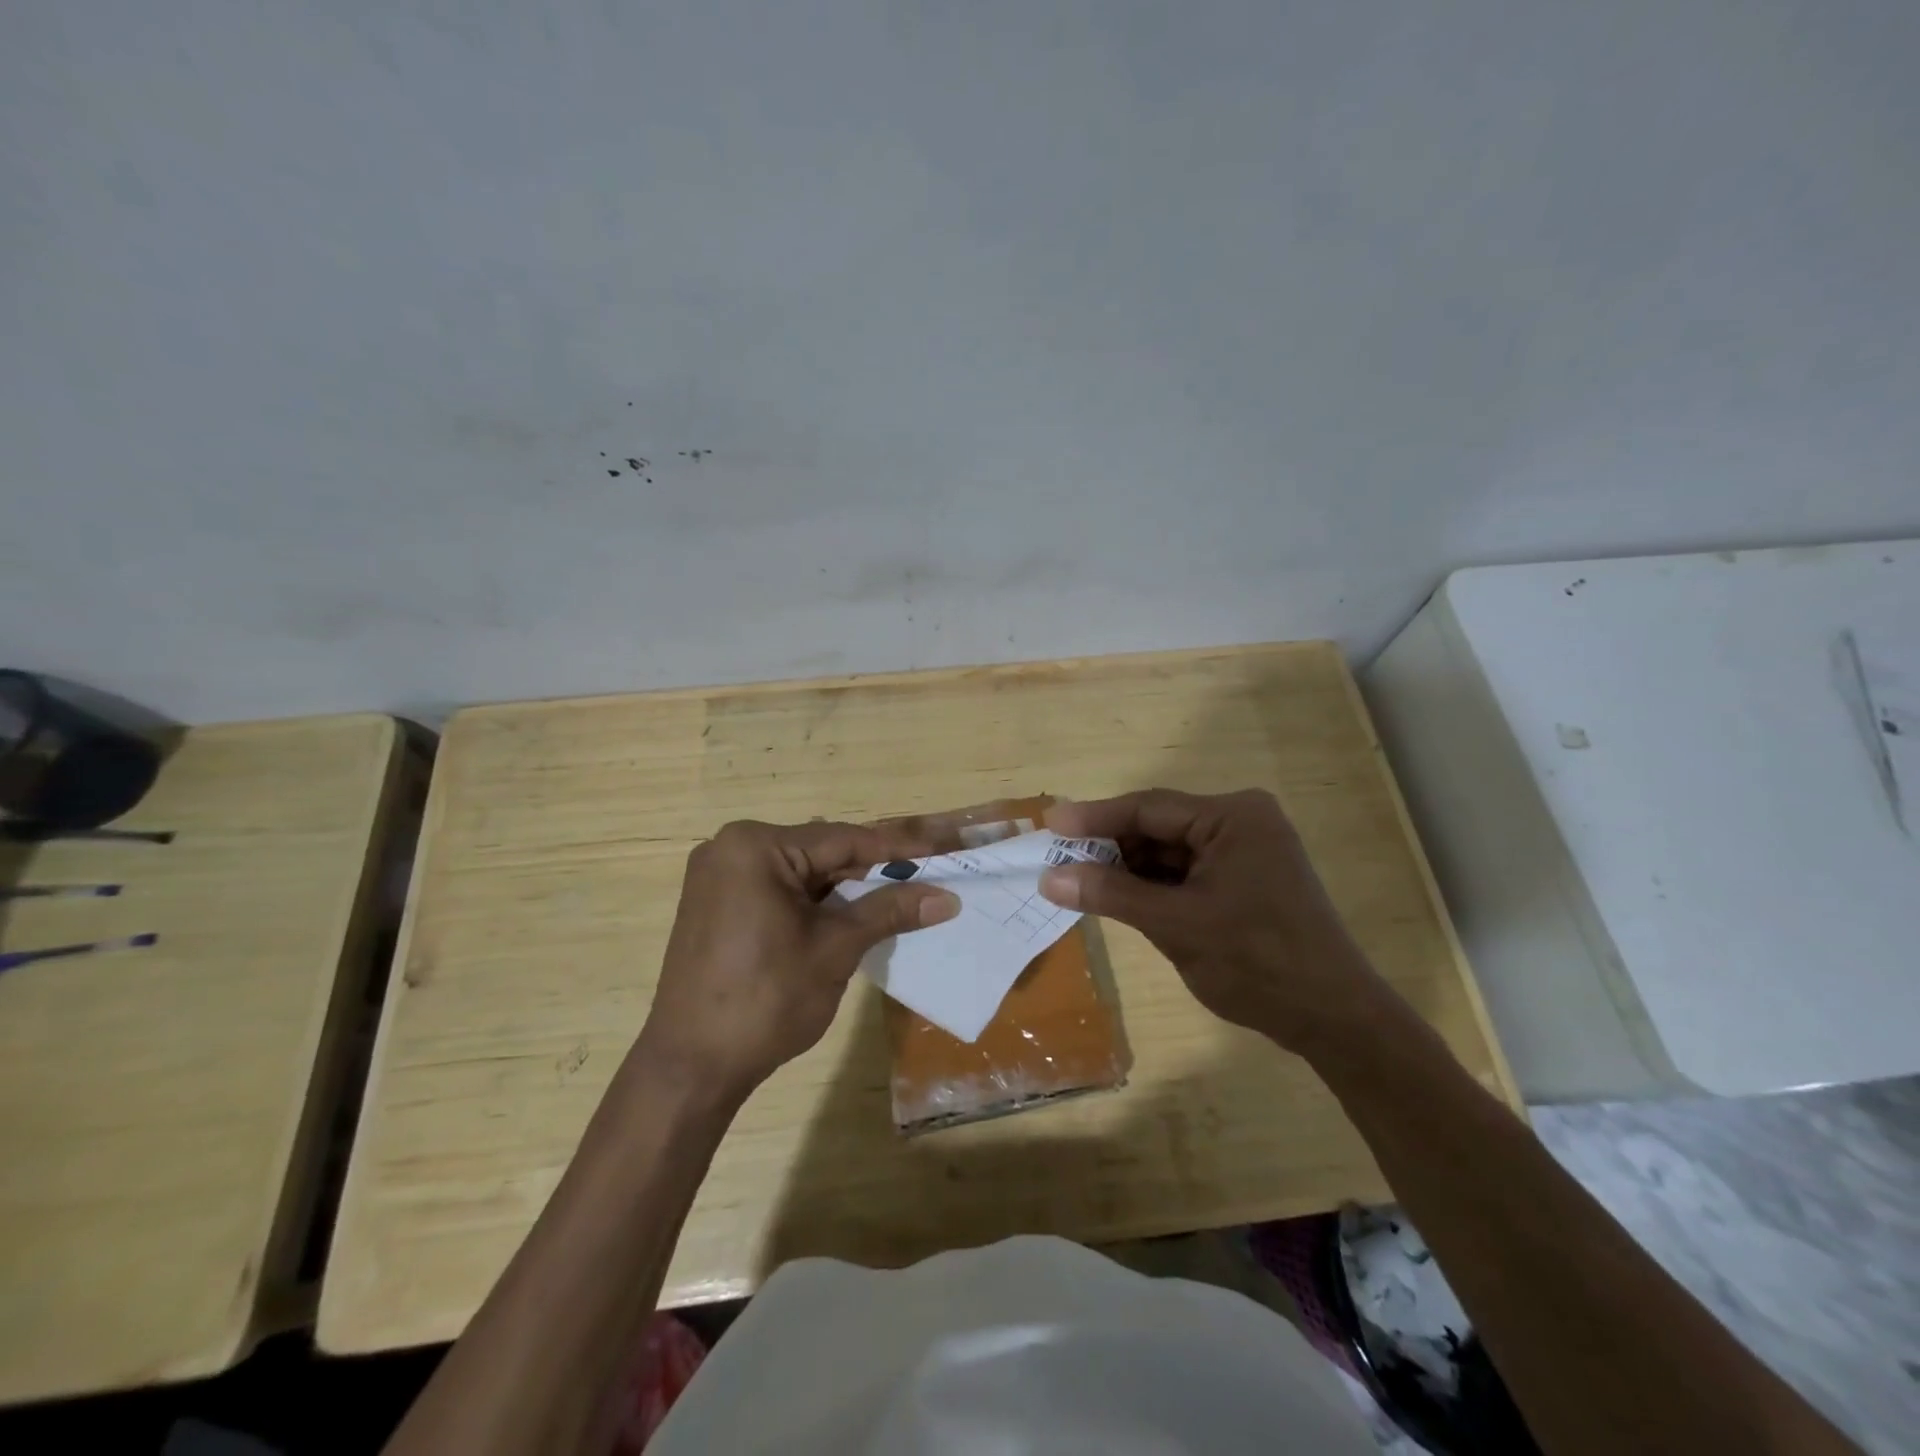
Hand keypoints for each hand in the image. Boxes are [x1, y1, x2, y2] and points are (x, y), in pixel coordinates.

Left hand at [636, 820, 958, 1100]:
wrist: (691, 1068)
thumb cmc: (766, 1000)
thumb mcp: (836, 949)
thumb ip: (889, 911)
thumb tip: (947, 897)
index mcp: (755, 847)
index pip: (844, 839)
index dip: (899, 847)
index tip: (943, 845)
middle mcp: (732, 849)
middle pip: (822, 852)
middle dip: (874, 868)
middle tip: (927, 872)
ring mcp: (720, 878)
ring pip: (803, 873)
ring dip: (847, 887)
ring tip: (901, 893)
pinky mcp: (717, 906)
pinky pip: (780, 891)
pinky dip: (817, 902)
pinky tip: (852, 913)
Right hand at [1039, 789, 1398, 1055]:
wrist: (1333, 1019)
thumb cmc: (1257, 962)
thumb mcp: (1176, 925)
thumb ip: (1111, 894)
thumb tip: (1050, 878)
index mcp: (1233, 816)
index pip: (1148, 808)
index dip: (1094, 818)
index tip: (1048, 824)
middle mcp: (1241, 823)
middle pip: (1158, 827)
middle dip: (1110, 847)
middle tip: (1059, 861)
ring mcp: (1245, 852)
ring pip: (1169, 852)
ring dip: (1129, 870)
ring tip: (1081, 883)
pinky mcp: (1244, 880)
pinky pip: (1186, 873)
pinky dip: (1153, 887)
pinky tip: (1121, 899)